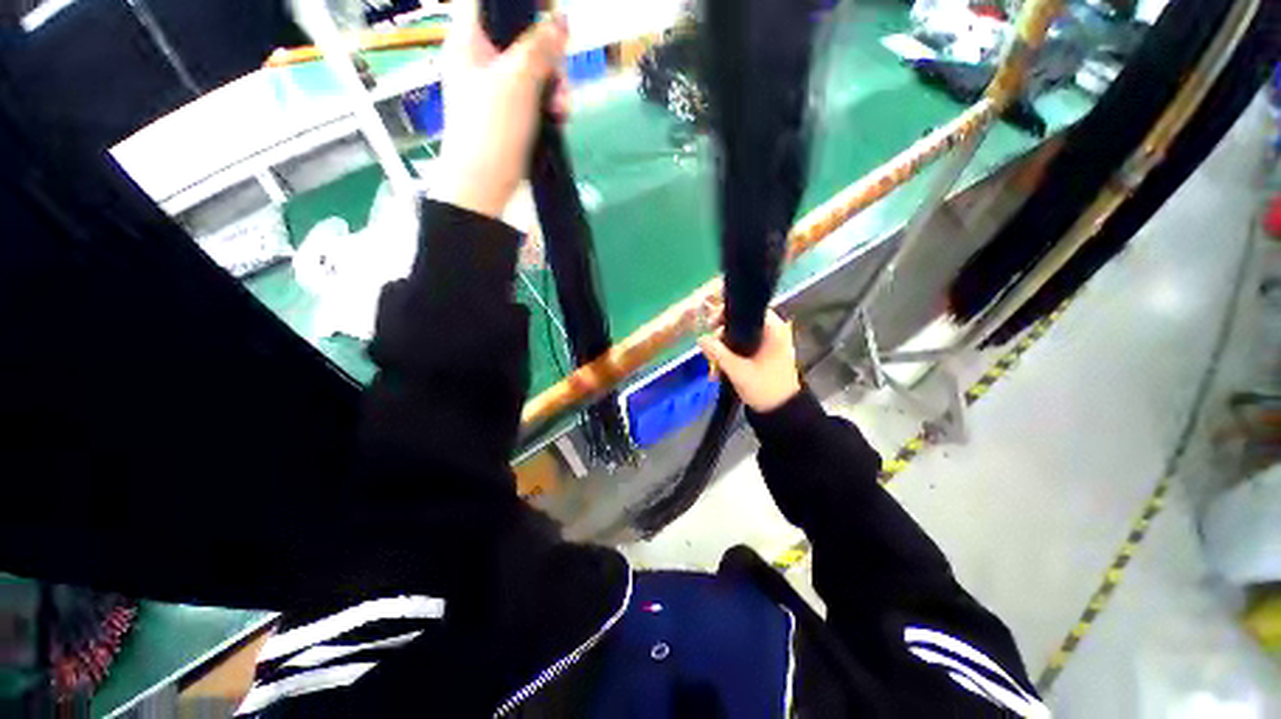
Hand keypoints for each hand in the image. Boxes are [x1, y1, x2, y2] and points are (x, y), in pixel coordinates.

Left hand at [432, 2, 569, 218]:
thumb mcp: (518, 81)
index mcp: (469, 39)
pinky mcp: (511, 113)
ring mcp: (497, 87)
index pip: (492, 4)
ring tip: (561, 109)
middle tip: (559, 76)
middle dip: (549, 56)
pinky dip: (550, 104)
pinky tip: (558, 118)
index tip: (548, 16)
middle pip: (521, 36)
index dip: (521, 7)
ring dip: (555, 85)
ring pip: (534, 68)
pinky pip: (536, 95)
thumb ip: (541, 46)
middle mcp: (482, 58)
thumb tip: (561, 17)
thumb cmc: (492, 128)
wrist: (484, 184)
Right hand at [698, 311, 802, 413]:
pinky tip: (719, 370)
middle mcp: (773, 334)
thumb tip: (701, 339)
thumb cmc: (765, 389)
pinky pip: (743, 349)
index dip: (728, 314)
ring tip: (713, 366)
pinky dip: (731, 357)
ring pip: (740, 338)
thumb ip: (718, 353)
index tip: (711, 324)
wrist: (781, 413)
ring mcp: (769, 346)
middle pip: (741, 324)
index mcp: (774, 331)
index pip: (749, 310)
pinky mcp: (763, 357)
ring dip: (724, 350)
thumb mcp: (739, 371)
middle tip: (709, 348)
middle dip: (722, 337)